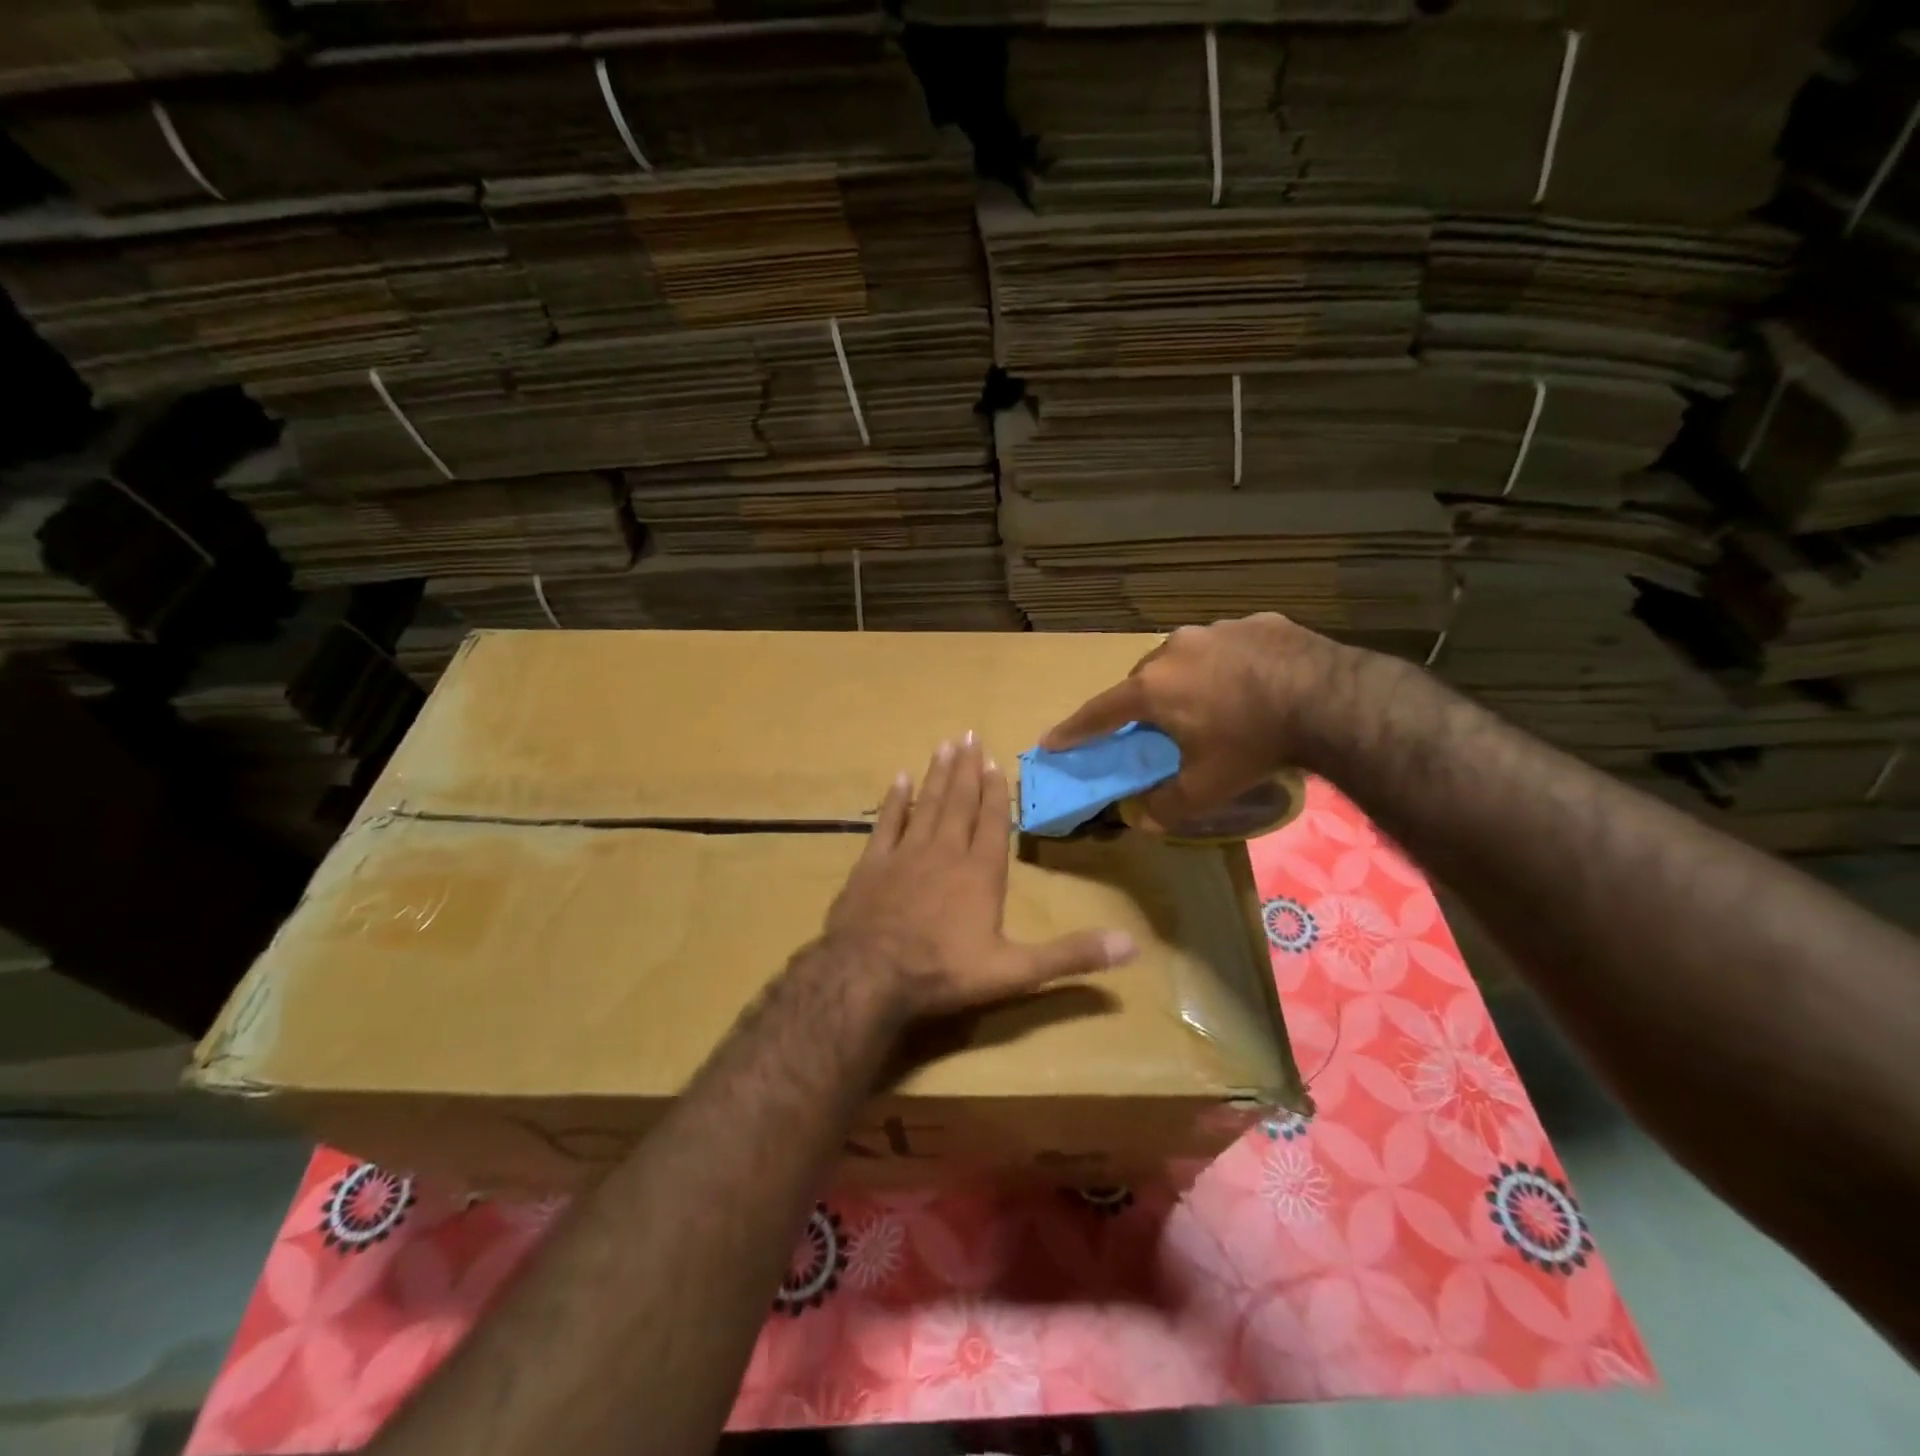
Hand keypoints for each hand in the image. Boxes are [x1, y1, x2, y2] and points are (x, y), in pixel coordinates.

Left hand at [825, 735, 1137, 1019]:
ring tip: (944, 745)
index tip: (994, 762)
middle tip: (969, 735)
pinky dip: (894, 800)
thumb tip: (1133, 946)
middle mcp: (945, 853)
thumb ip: (1071, 956)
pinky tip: (899, 778)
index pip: (992, 824)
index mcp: (980, 873)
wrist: (869, 976)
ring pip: (926, 804)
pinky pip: (886, 823)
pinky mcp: (872, 864)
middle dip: (966, 770)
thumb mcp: (1016, 971)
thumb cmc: (944, 972)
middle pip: (959, 803)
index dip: (995, 793)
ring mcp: (905, 854)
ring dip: (937, 774)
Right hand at [1042, 614, 1362, 830]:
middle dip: (1143, 704)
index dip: (1074, 730)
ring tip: (1214, 705)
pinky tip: (1254, 685)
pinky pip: (1228, 647)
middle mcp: (1174, 650)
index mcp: (1153, 688)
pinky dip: (1229, 666)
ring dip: (1187, 680)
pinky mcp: (1257, 622)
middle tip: (1159, 730)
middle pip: (1143, 681)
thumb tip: (1141, 819)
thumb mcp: (1208, 787)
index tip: (1051, 741)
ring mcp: (1217, 630)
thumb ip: (1167, 805)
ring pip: (1185, 658)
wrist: (1332, 700)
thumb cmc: (1254, 744)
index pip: (1099, 712)